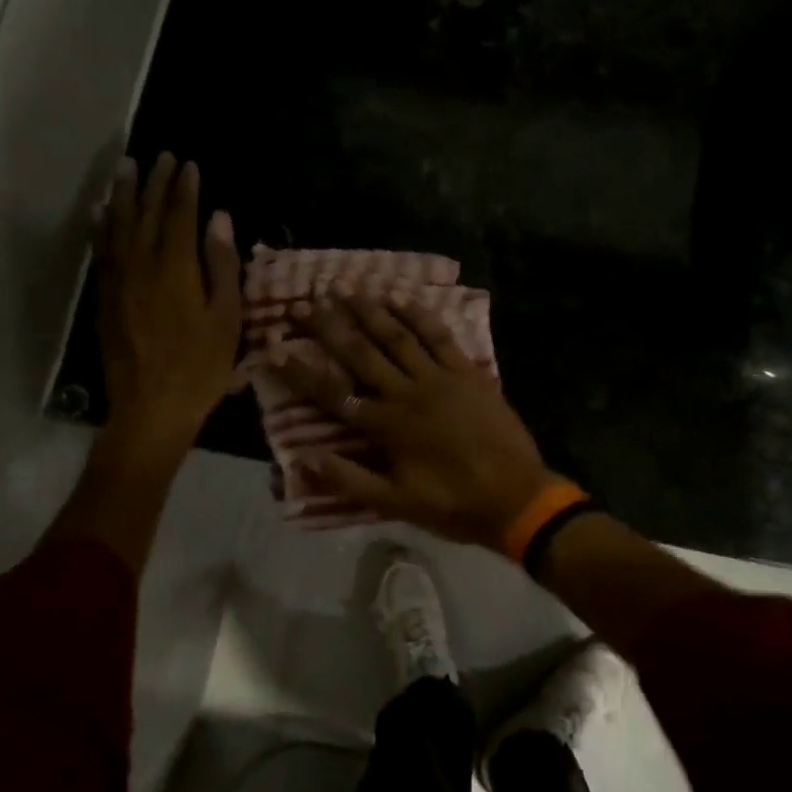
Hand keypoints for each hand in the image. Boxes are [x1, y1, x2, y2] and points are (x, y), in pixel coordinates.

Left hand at [95, 153, 241, 453]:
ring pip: (117, 227)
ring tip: (126, 168)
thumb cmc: (200, 367)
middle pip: (145, 214)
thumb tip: (219, 219)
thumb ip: (221, 265)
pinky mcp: (104, 299)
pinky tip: (101, 213)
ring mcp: (117, 282)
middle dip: (154, 182)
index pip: (178, 216)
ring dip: (122, 195)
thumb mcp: (226, 318)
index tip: (189, 164)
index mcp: (175, 269)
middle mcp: (140, 266)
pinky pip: (100, 252)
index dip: (184, 188)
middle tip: (161, 156)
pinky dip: (101, 227)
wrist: (151, 409)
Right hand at [271, 293, 557, 550]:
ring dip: (369, 310)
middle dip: (329, 326)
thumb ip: (348, 480)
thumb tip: (301, 459)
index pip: (332, 393)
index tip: (274, 347)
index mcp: (386, 426)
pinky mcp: (468, 371)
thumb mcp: (396, 504)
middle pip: (360, 353)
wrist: (517, 497)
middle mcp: (407, 392)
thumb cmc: (453, 503)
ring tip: (344, 287)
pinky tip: (400, 297)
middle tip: (304, 302)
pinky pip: (439, 336)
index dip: (301, 371)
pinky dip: (418, 314)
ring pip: (397, 336)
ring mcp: (439, 378)